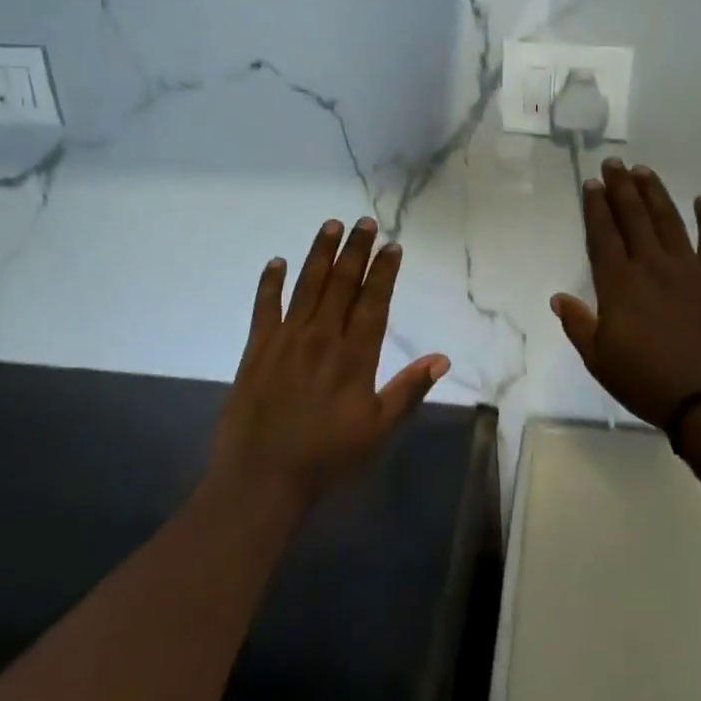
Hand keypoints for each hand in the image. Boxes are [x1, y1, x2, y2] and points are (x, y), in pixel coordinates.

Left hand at [210, 218, 449, 510]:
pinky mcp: (258, 348)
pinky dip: (270, 282)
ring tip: (330, 225)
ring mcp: (287, 339)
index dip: (384, 272)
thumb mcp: (378, 429)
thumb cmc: (326, 457)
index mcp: (354, 355)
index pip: (373, 301)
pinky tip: (277, 261)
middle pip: (341, 283)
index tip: (392, 246)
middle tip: (364, 222)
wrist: (262, 478)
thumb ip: (409, 390)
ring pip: (307, 285)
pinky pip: (265, 306)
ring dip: (320, 253)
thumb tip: (442, 358)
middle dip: (356, 250)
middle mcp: (322, 337)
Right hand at [551, 161, 700, 427]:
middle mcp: (652, 266)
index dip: (596, 208)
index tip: (592, 184)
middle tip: (614, 163)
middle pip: (634, 217)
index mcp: (619, 284)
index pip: (604, 235)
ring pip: (669, 220)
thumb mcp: (600, 360)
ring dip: (655, 193)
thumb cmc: (648, 382)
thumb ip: (578, 325)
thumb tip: (558, 297)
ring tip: (644, 171)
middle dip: (621, 188)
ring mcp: (689, 269)